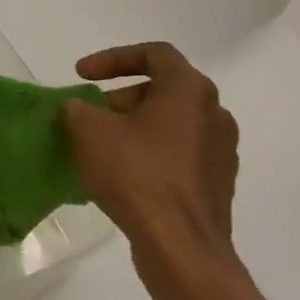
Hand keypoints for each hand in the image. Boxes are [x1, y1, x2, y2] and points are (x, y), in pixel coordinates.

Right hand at [61, 43, 240, 293]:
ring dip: (135, 128)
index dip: (112, 58)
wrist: (181, 246)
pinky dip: (150, 155)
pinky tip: (123, 177)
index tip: (81, 75)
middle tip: (90, 117)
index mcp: (189, 90)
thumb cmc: (136, 175)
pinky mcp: (217, 184)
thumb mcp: (89, 131)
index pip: (154, 53)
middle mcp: (214, 113)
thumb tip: (78, 110)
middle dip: (121, 99)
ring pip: (171, 124)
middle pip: (163, 90)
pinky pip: (178, 155)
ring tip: (102, 148)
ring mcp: (221, 151)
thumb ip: (77, 109)